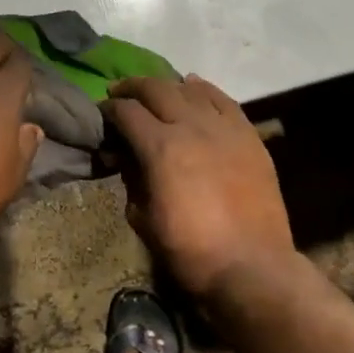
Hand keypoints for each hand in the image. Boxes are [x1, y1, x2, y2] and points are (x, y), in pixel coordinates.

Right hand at [104, 73, 295, 301]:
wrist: (252, 267)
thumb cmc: (190, 251)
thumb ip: (131, 180)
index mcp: (160, 147)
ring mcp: (224, 128)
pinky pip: (224, 101)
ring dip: (167, 85)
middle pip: (156, 89)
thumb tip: (126, 158)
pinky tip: (194, 86)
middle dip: (132, 87)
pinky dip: (205, 89)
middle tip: (119, 93)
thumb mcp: (144, 219)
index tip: (101, 114)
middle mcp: (191, 127)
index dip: (109, 109)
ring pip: (190, 90)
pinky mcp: (249, 136)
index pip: (127, 112)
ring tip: (155, 90)